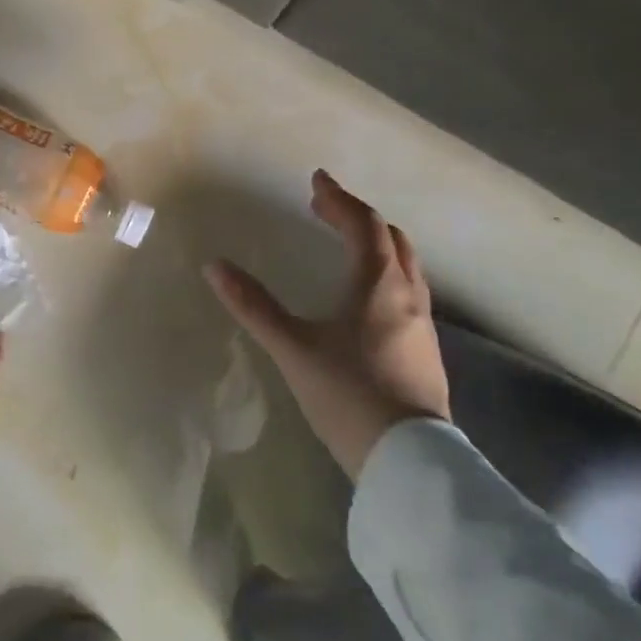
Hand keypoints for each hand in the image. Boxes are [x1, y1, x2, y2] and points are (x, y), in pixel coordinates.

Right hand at [204, 170, 449, 476]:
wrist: (408, 461)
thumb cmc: (347, 394)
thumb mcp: (293, 348)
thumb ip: (254, 305)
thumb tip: (214, 267)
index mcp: (378, 284)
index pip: (362, 224)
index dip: (339, 199)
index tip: (316, 180)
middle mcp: (407, 295)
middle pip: (390, 238)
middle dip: (358, 217)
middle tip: (325, 209)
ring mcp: (422, 324)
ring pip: (405, 265)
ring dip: (376, 243)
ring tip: (346, 243)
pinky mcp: (426, 350)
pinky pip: (408, 290)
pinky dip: (385, 271)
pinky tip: (366, 295)